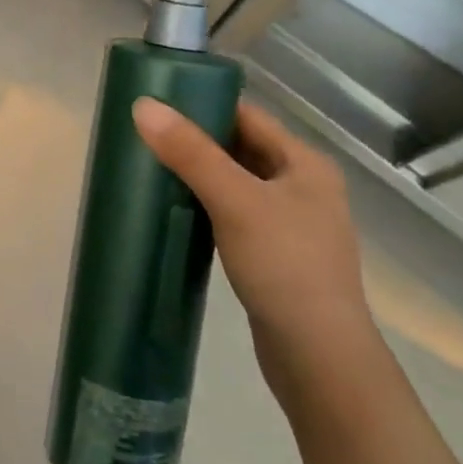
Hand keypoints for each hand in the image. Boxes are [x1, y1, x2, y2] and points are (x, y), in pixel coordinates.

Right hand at [132, 97, 381, 404]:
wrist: (319, 360)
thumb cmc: (284, 266)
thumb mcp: (235, 201)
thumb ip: (190, 152)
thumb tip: (143, 106)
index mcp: (305, 164)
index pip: (247, 116)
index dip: (204, 105)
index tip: (157, 103)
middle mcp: (303, 188)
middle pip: (240, 148)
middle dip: (195, 141)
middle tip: (145, 135)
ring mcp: (292, 225)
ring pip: (236, 183)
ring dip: (199, 175)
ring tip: (151, 168)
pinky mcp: (276, 257)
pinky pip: (234, 215)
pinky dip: (207, 207)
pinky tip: (176, 212)